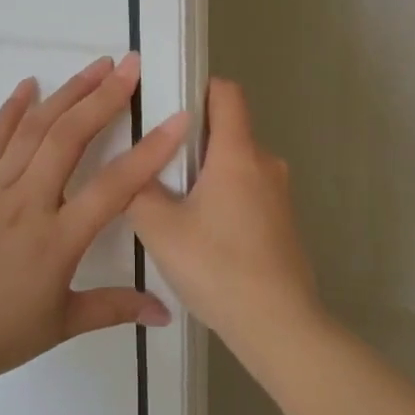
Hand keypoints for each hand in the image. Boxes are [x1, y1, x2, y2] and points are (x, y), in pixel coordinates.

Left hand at [0, 53, 189, 380]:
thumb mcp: (62, 324)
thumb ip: (115, 307)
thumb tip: (165, 312)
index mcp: (59, 238)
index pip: (114, 186)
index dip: (150, 150)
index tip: (178, 118)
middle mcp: (28, 202)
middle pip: (70, 138)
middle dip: (104, 97)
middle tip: (131, 65)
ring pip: (34, 129)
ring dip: (67, 93)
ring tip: (96, 66)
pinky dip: (11, 109)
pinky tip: (29, 84)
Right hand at [129, 78, 323, 357]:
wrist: (278, 325)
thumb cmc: (217, 266)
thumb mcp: (159, 228)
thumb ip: (137, 191)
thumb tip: (131, 173)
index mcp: (238, 154)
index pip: (227, 93)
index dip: (198, 88)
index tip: (168, 106)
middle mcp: (266, 164)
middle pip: (228, 131)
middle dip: (193, 140)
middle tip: (157, 165)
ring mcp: (280, 195)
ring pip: (237, 165)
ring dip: (208, 174)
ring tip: (174, 204)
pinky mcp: (283, 222)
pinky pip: (249, 192)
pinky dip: (225, 198)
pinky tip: (203, 235)